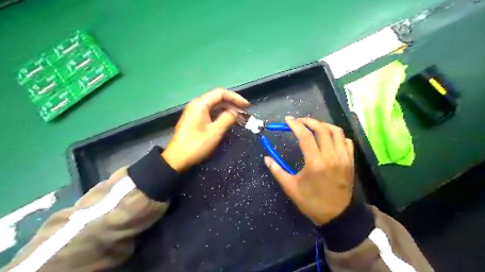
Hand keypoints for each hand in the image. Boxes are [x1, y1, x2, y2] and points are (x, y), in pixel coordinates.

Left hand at [163, 89, 249, 171]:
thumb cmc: (196, 145)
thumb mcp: (214, 132)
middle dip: (233, 105)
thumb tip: (235, 113)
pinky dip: (222, 116)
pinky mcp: (197, 120)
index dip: (236, 98)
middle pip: (219, 99)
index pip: (221, 93)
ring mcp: (196, 113)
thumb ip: (227, 119)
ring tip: (241, 118)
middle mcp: (198, 105)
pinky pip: (212, 114)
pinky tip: (230, 122)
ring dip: (229, 111)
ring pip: (216, 107)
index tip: (247, 106)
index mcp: (200, 104)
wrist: (177, 159)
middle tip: (246, 113)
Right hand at [263, 117, 354, 224]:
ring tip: (313, 126)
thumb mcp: (291, 187)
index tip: (288, 120)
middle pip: (321, 129)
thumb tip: (266, 159)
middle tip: (299, 121)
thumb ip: (277, 171)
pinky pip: (346, 141)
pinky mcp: (350, 161)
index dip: (295, 125)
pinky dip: (337, 135)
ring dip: (323, 125)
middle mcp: (331, 156)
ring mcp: (343, 158)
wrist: (337, 215)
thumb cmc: (311, 202)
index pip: (305, 136)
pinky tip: (329, 138)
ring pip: (336, 132)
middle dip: (308, 121)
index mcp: (315, 162)